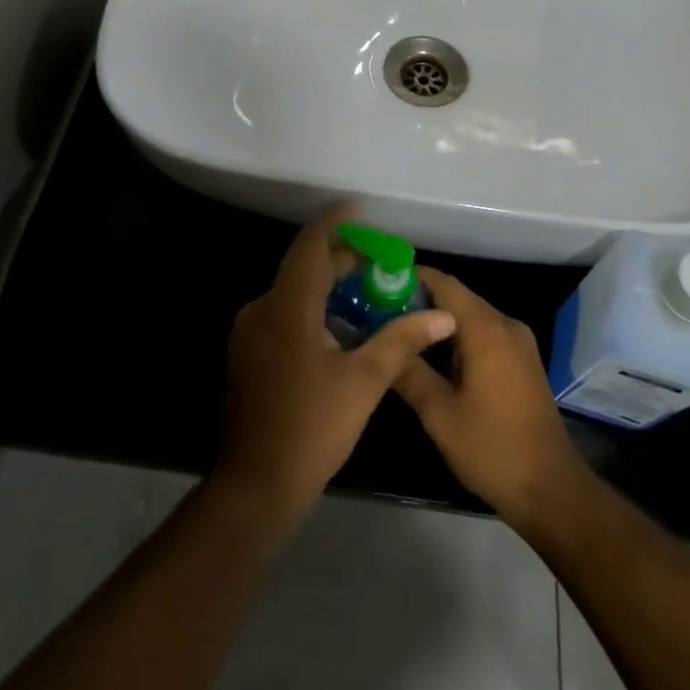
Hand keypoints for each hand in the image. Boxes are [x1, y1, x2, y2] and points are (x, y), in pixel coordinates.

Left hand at [215, 211, 456, 529]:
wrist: (257, 484)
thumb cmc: (313, 427)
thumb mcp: (365, 381)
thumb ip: (401, 340)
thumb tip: (442, 316)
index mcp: (287, 307)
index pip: (310, 245)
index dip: (334, 221)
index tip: (358, 205)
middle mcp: (262, 309)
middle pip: (304, 268)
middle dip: (341, 261)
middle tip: (379, 264)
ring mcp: (249, 333)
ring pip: (294, 293)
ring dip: (328, 289)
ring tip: (368, 297)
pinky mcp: (248, 354)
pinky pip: (283, 315)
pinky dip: (312, 311)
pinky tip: (340, 332)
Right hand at [393, 268, 589, 531]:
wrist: (551, 489)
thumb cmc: (492, 448)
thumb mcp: (439, 413)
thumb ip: (409, 372)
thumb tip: (381, 343)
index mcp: (486, 329)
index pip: (444, 284)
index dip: (410, 278)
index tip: (378, 281)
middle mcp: (505, 325)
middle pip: (457, 297)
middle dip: (419, 300)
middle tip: (379, 310)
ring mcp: (518, 343)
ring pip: (470, 317)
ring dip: (437, 321)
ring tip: (397, 330)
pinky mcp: (522, 361)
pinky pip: (483, 334)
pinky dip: (456, 337)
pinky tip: (430, 355)